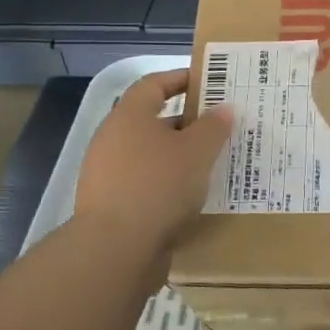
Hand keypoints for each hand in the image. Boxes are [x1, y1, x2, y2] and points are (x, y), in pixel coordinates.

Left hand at [77, 70, 232, 259]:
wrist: (115, 250)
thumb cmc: (158, 186)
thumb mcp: (197, 152)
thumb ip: (213, 127)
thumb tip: (223, 108)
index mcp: (128, 116)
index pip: (153, 84)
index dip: (180, 79)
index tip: (208, 82)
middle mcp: (112, 139)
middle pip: (152, 120)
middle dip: (186, 123)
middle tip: (219, 128)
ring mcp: (106, 174)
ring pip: (150, 155)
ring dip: (178, 157)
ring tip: (211, 164)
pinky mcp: (110, 206)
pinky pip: (145, 184)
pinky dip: (167, 184)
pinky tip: (191, 197)